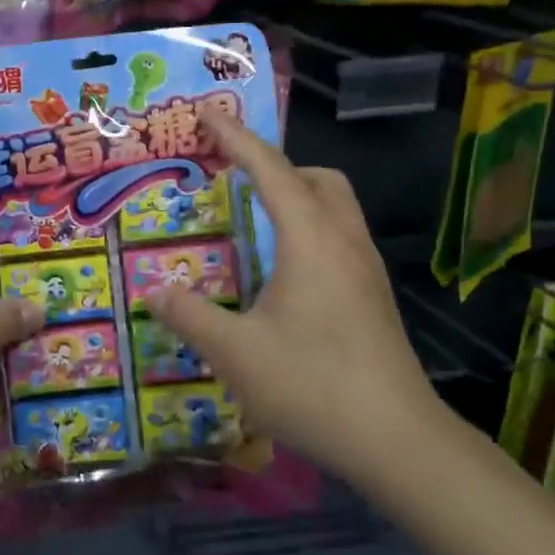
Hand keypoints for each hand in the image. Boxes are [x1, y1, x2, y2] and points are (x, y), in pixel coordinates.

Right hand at [143, 109, 446, 479]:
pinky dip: (309, 230)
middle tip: (234, 179)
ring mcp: (366, 271)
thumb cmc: (313, 385)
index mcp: (310, 239)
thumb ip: (190, 315)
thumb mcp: (235, 352)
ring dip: (297, 196)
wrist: (399, 442)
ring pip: (335, 208)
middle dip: (275, 165)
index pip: (269, 169)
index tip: (207, 111)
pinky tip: (283, 271)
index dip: (236, 137)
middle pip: (317, 178)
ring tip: (254, 221)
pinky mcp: (374, 298)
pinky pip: (339, 239)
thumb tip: (156, 291)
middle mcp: (344, 242)